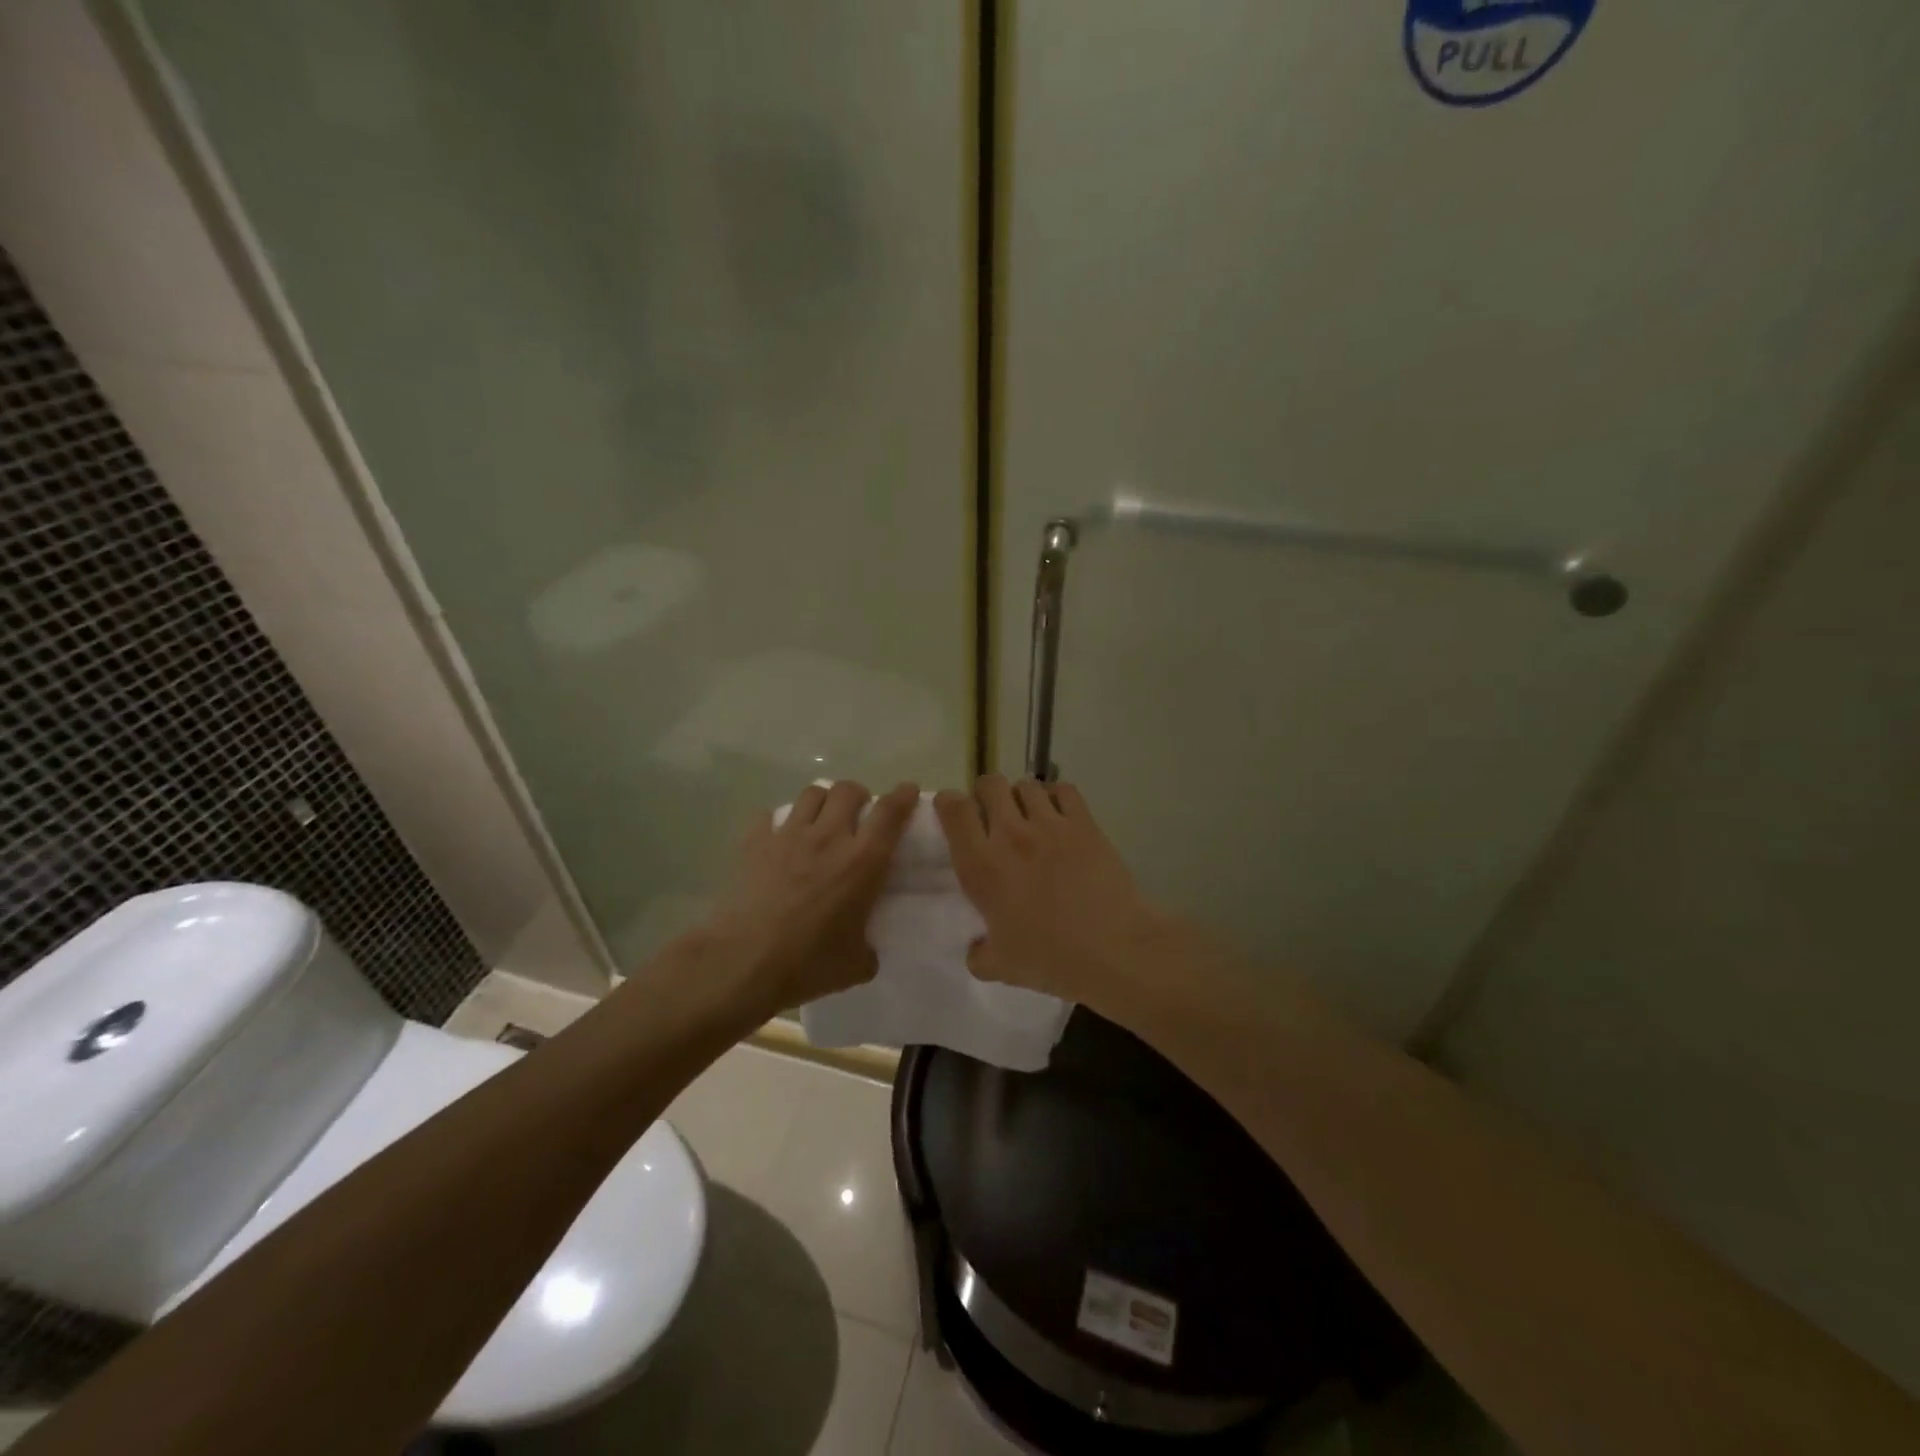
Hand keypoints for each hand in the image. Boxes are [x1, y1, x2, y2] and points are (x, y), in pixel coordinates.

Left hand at [702, 780, 918, 1016]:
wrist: (743, 962)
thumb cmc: (807, 964)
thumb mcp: (855, 965)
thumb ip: (868, 949)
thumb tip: (866, 950)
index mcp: (863, 862)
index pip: (890, 813)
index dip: (903, 796)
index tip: (908, 790)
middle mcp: (829, 837)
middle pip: (848, 790)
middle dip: (858, 794)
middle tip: (858, 813)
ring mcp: (788, 836)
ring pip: (811, 794)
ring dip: (822, 801)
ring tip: (821, 819)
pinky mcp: (754, 843)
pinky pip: (767, 815)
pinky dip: (776, 821)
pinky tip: (776, 838)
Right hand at [934, 775, 1167, 1004]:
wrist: (1113, 950)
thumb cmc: (1051, 959)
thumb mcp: (1000, 967)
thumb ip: (978, 954)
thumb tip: (976, 948)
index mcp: (981, 866)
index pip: (954, 809)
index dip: (948, 803)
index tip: (953, 813)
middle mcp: (1010, 835)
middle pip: (990, 784)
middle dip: (986, 794)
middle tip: (993, 815)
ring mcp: (1050, 824)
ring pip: (1026, 785)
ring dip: (1021, 797)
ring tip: (1029, 816)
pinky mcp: (1084, 823)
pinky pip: (1063, 789)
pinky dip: (1056, 796)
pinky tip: (1060, 815)